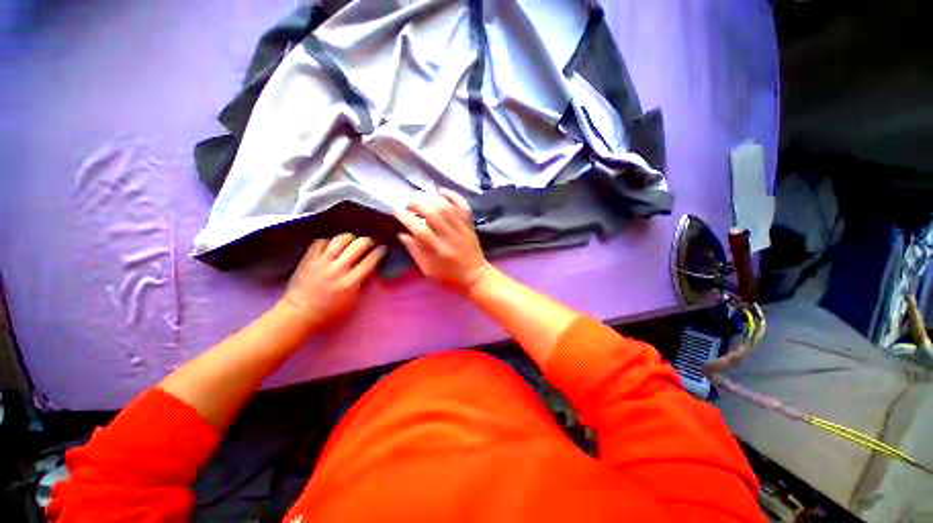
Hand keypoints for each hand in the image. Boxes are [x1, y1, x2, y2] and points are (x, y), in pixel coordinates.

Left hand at [281, 234, 385, 329]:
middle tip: (368, 243)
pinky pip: (320, 242)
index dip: (379, 252)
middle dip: (367, 241)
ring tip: (351, 241)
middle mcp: (338, 269)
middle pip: (358, 245)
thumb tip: (370, 268)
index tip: (382, 248)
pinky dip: (328, 242)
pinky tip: (330, 247)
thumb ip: (362, 283)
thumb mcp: (353, 300)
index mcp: (351, 282)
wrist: (300, 312)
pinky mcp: (308, 259)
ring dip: (349, 238)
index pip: (370, 260)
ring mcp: (322, 263)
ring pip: (340, 239)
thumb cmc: (330, 311)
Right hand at [395, 189, 492, 293]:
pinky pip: (462, 205)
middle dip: (416, 203)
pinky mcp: (469, 224)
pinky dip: (452, 195)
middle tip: (408, 203)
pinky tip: (441, 192)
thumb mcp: (427, 269)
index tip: (396, 211)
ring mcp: (460, 228)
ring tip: (421, 197)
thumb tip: (402, 233)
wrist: (475, 276)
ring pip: (445, 206)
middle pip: (432, 213)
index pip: (419, 229)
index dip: (405, 217)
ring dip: (430, 197)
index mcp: (437, 250)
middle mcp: (449, 236)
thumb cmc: (448, 275)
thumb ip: (414, 250)